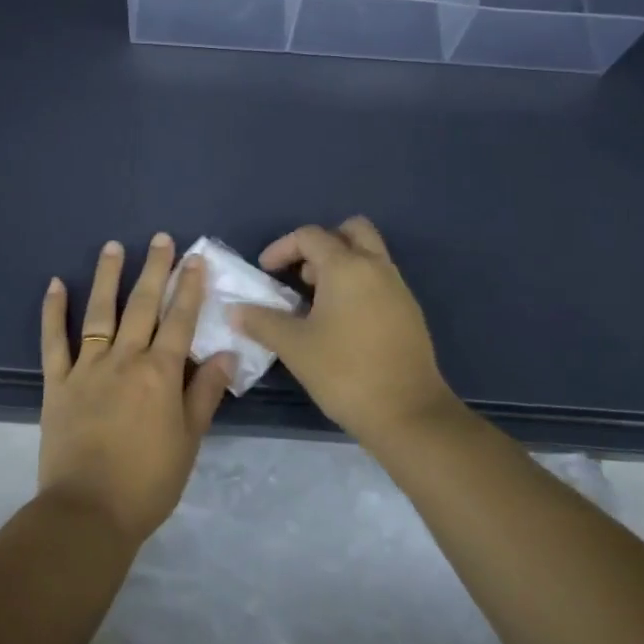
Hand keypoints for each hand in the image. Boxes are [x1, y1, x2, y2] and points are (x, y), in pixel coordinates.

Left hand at [38, 234, 234, 544]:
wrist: (88, 512)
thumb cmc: (148, 482)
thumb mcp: (189, 441)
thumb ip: (205, 393)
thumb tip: (226, 353)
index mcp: (161, 374)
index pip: (180, 320)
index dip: (190, 288)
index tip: (195, 259)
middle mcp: (125, 360)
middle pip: (143, 306)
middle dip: (154, 269)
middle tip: (160, 239)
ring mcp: (87, 367)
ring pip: (100, 312)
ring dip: (107, 276)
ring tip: (113, 247)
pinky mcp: (58, 382)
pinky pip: (54, 340)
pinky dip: (53, 311)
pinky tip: (55, 284)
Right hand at [228, 217, 454, 443]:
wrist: (408, 413)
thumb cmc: (345, 372)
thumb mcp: (294, 347)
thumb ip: (261, 322)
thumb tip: (234, 310)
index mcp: (347, 266)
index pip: (310, 236)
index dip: (282, 248)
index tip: (265, 272)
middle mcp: (376, 267)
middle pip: (351, 230)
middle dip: (322, 244)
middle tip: (301, 275)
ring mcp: (398, 288)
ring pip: (368, 255)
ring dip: (340, 265)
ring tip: (316, 302)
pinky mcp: (409, 312)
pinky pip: (379, 280)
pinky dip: (358, 285)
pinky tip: (341, 323)